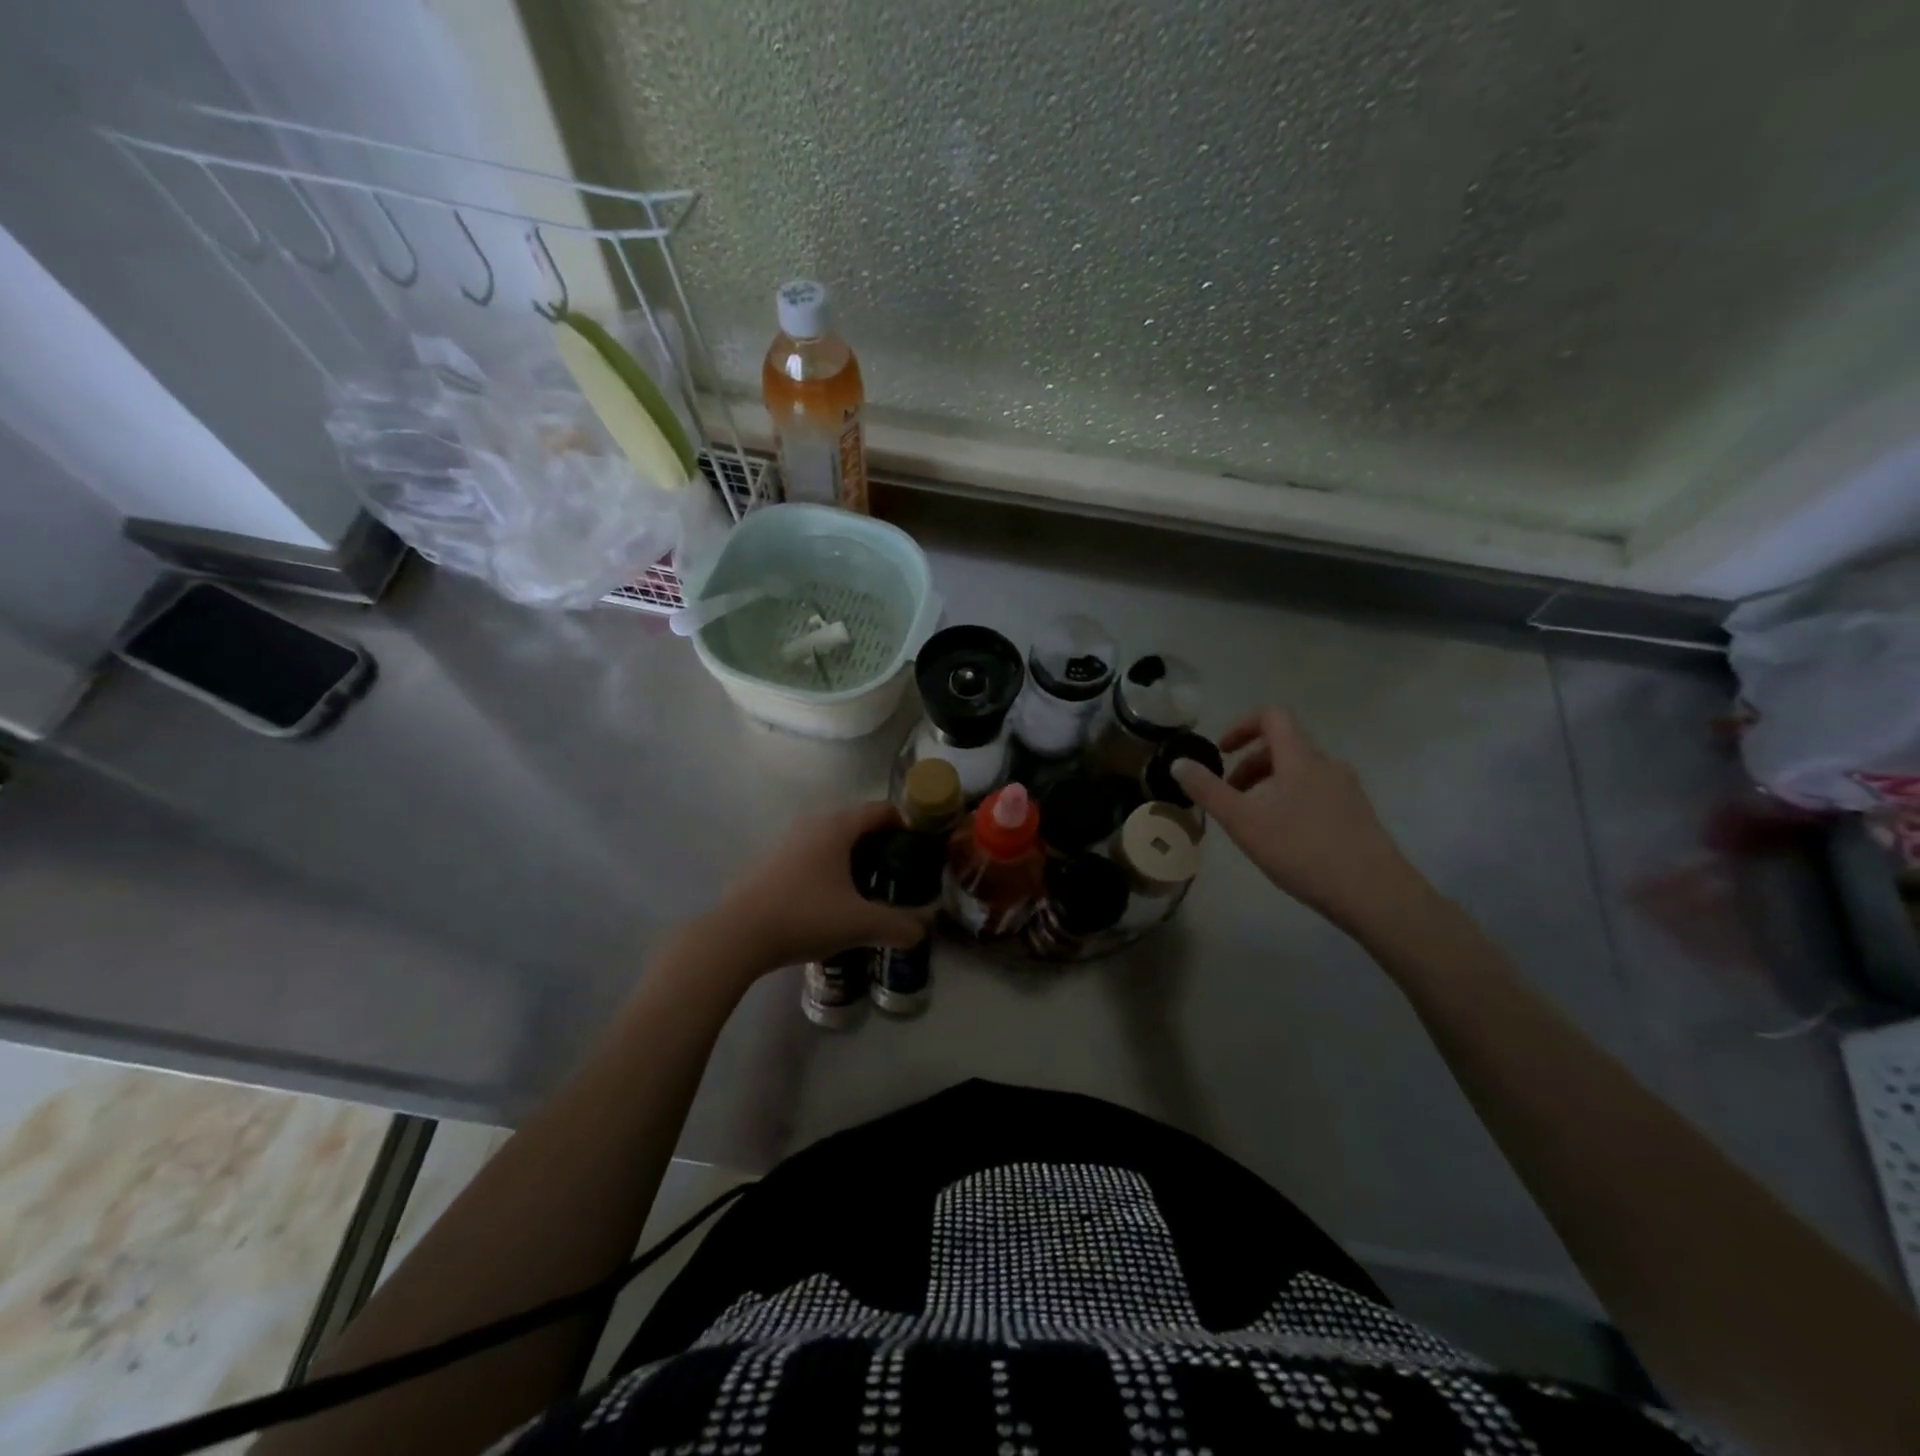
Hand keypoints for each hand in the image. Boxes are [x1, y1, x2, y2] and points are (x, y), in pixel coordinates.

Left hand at [711, 802, 929, 972]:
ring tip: (872, 891)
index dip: (906, 824)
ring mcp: (789, 844)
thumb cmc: (805, 916)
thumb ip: (898, 926)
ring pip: (834, 842)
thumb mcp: (860, 924)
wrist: (737, 936)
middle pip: (858, 824)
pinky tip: (836, 903)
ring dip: (856, 860)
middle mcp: (813, 826)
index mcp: (837, 827)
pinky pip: (814, 857)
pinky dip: (832, 870)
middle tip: (901, 875)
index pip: (881, 810)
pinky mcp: (773, 865)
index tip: (921, 850)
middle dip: (883, 846)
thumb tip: (922, 931)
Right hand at [1172, 708, 1430, 934]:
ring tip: (1253, 820)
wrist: (1374, 894)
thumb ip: (1208, 790)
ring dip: (1270, 784)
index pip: (1272, 717)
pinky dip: (1291, 800)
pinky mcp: (1358, 814)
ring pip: (1300, 772)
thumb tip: (1178, 763)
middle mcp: (1327, 764)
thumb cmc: (1302, 850)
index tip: (1222, 752)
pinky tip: (1285, 838)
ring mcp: (1347, 789)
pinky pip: (1317, 792)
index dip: (1242, 726)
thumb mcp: (1243, 821)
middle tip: (1230, 795)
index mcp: (1300, 757)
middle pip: (1284, 746)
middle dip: (1250, 763)